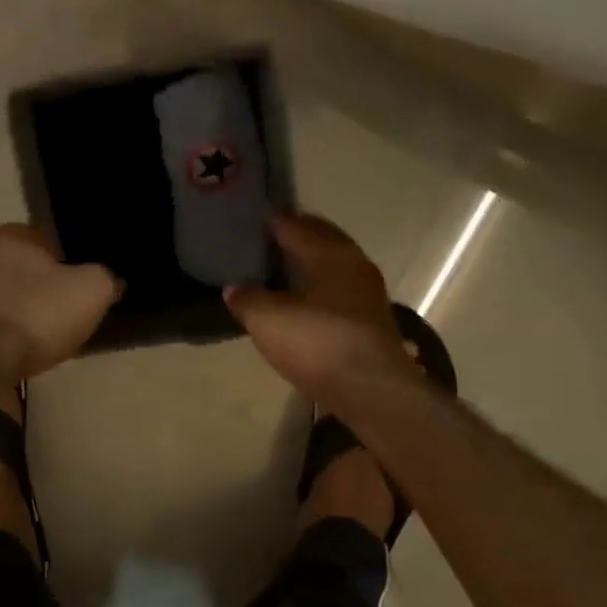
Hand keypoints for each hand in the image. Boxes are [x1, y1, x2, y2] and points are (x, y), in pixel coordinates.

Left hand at [0, 224, 119, 379]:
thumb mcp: (92, 291)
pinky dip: (2, 333)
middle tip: (63, 310)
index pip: (43, 237)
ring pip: (2, 295)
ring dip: (19, 310)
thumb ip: (105, 277)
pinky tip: (18, 351)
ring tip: (42, 336)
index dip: (65, 258)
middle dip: (39, 285)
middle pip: (20, 267)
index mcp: (12, 236)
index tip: (78, 281)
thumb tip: (111, 279)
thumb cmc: (37, 314)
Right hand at [226, 213, 418, 404]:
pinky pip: (340, 290)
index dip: (273, 220)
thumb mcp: (268, 320)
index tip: (254, 217)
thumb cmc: (318, 342)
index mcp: (329, 253)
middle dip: (297, 236)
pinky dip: (321, 287)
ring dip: (311, 263)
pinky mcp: (372, 321)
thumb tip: (234, 288)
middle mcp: (354, 264)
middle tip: (268, 238)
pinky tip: (306, 301)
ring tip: (284, 269)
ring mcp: (368, 294)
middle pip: (322, 240)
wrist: (371, 389)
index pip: (296, 225)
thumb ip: (248, 299)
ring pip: (334, 265)